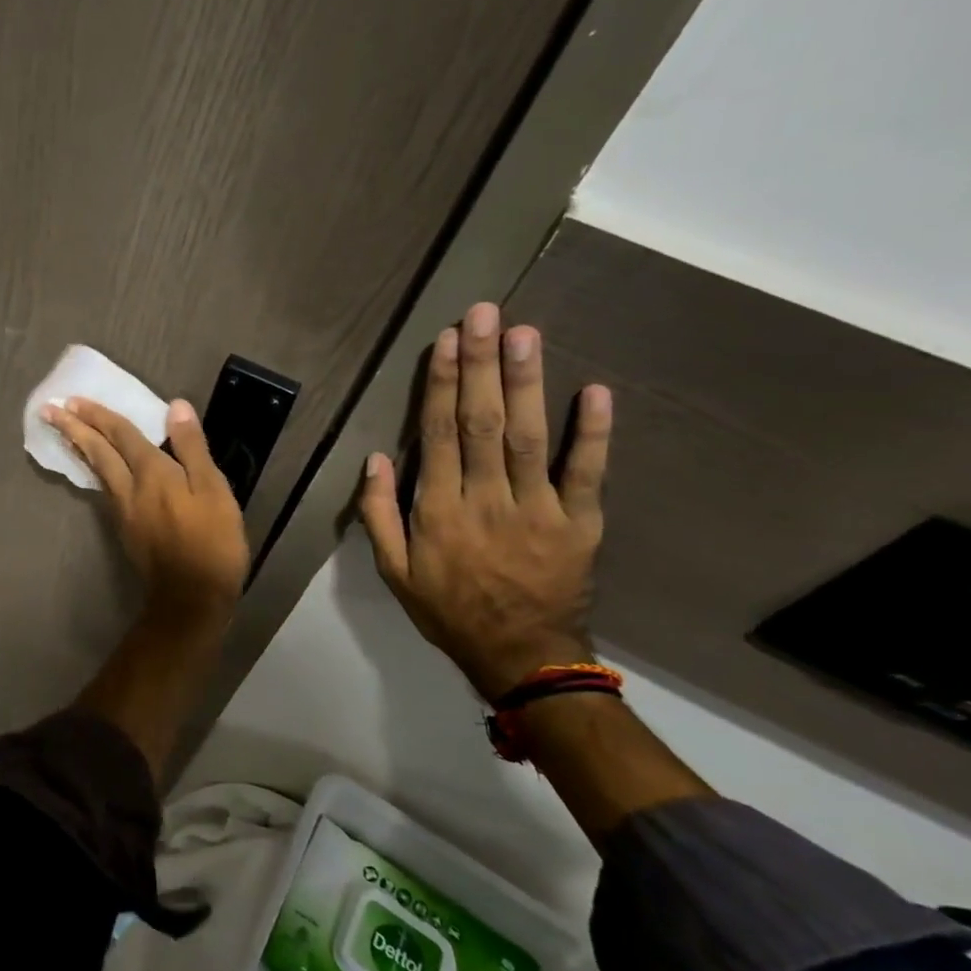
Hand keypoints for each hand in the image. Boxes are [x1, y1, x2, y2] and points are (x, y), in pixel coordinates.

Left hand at [43, 397, 248, 618]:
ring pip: (97, 470)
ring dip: (79, 447)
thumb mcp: (214, 490)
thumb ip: (192, 448)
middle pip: (98, 451)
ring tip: (64, 432)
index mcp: (153, 473)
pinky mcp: (125, 529)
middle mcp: (130, 488)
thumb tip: (174, 407)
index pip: (121, 435)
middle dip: (75, 428)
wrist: (190, 597)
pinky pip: (104, 489)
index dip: (99, 415)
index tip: (72, 399)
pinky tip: (95, 469)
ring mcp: (124, 511)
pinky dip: (94, 470)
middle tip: (49, 410)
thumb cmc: (211, 542)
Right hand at [358, 303, 611, 700]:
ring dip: (527, 382)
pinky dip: (594, 432)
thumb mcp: (393, 572)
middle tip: (485, 314)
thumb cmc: (448, 610)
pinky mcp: (580, 522)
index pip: (438, 435)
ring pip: (530, 437)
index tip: (446, 341)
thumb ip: (378, 514)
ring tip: (525, 334)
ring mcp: (538, 509)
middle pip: (482, 423)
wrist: (521, 656)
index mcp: (438, 510)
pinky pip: (587, 473)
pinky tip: (595, 390)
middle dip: (482, 365)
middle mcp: (486, 500)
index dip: (441, 385)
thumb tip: (375, 458)